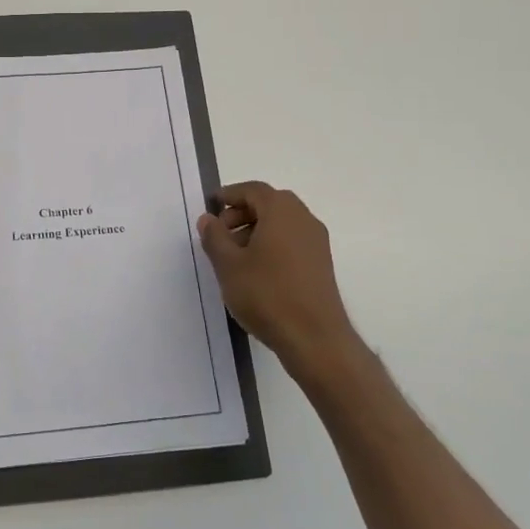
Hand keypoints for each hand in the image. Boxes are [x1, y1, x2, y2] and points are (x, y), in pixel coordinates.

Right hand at [197, 182, 358, 373]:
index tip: (210, 207)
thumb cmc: (267, 295)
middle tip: (220, 233)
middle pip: (269, 203)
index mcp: (281, 211)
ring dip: (256, 229)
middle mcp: (303, 219)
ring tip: (234, 256)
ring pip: (282, 223)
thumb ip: (214, 237)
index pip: (253, 190)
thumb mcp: (228, 265)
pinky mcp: (321, 263)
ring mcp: (316, 242)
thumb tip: (208, 219)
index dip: (229, 195)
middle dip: (242, 213)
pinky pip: (292, 240)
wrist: (314, 338)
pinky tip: (256, 271)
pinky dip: (272, 244)